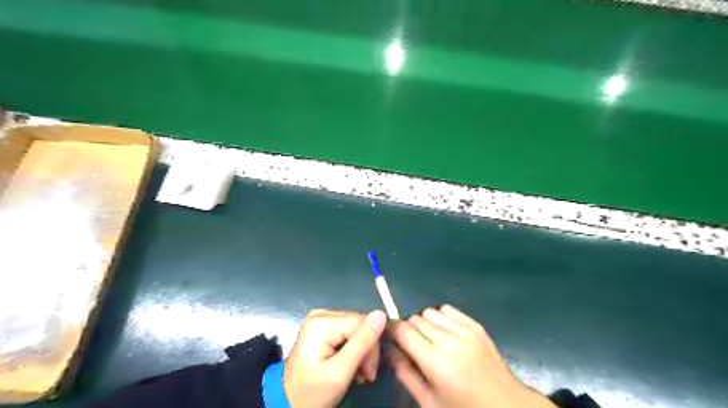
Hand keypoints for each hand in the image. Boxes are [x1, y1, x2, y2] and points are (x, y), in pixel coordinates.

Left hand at [283, 310, 389, 407]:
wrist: (287, 404)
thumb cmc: (311, 393)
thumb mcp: (339, 372)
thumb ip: (362, 343)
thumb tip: (381, 314)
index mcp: (322, 322)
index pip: (362, 323)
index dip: (372, 346)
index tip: (369, 372)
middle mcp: (322, 314)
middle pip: (359, 325)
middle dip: (367, 350)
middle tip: (365, 375)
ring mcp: (321, 320)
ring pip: (357, 329)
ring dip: (362, 351)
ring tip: (359, 373)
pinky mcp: (323, 328)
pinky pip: (349, 332)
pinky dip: (354, 349)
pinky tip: (352, 365)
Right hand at [390, 304, 555, 407]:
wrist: (507, 406)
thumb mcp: (429, 402)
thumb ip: (405, 373)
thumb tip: (388, 349)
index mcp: (436, 363)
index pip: (403, 330)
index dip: (391, 329)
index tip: (389, 335)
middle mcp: (450, 341)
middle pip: (415, 319)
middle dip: (409, 330)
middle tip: (414, 347)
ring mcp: (465, 330)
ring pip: (430, 312)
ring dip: (425, 323)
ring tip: (432, 341)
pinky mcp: (476, 325)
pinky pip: (448, 309)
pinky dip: (441, 318)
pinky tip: (446, 334)